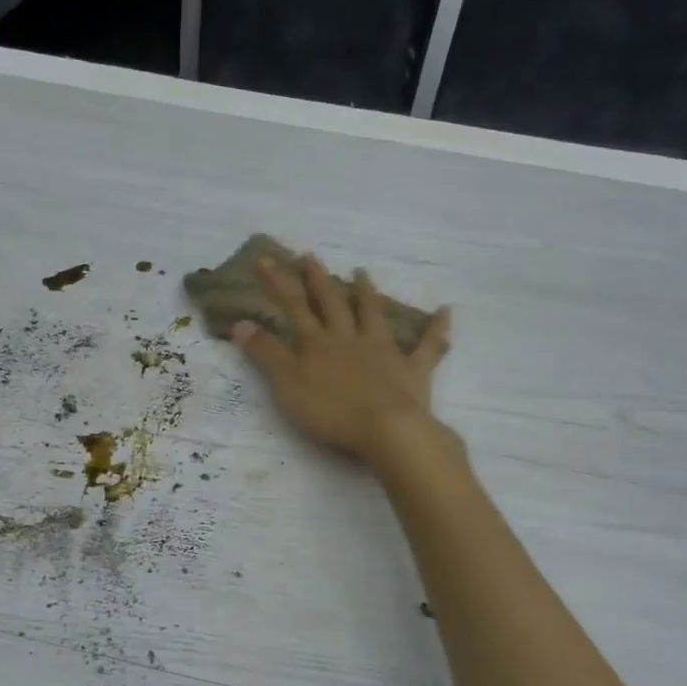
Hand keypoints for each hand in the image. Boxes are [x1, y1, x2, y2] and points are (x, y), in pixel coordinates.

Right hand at [229, 253, 453, 469]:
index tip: (266, 259)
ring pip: (374, 315)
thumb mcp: (287, 384)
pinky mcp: (413, 370)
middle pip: (332, 303)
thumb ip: (265, 353)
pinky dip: (437, 329)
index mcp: (318, 344)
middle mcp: (350, 339)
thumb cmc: (331, 411)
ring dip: (367, 293)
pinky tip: (446, 311)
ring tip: (361, 272)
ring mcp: (384, 351)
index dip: (279, 283)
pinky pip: (429, 346)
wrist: (387, 429)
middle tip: (310, 255)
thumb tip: (240, 322)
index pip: (294, 307)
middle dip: (318, 279)